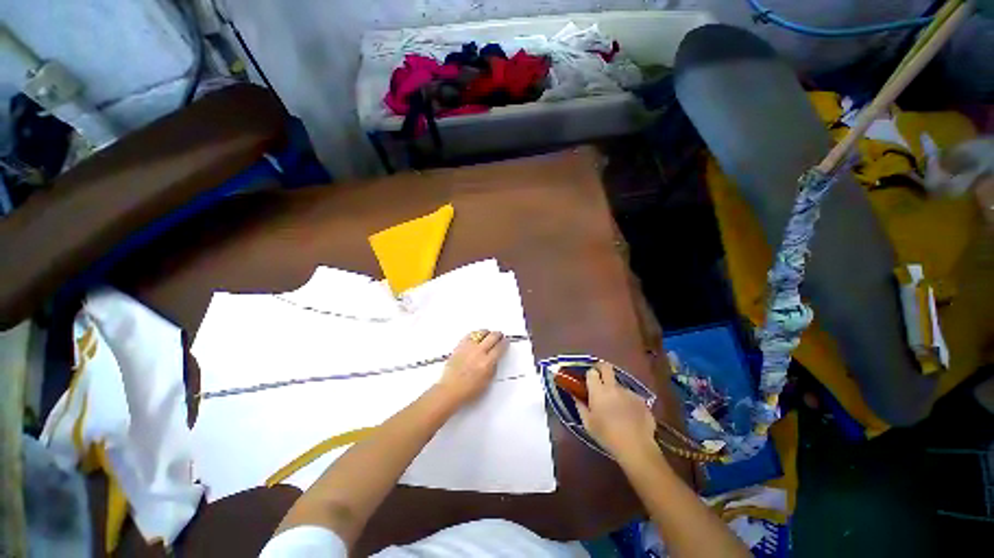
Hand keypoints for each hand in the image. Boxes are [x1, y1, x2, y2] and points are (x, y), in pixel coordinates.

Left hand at [436, 330, 507, 405]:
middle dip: (498, 335)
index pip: (500, 347)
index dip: (505, 343)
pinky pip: (469, 335)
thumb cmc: (467, 390)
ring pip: (481, 333)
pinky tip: (476, 336)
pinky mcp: (459, 346)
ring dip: (487, 333)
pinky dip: (475, 334)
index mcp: (487, 362)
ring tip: (489, 334)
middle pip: (492, 336)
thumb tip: (495, 359)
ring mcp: (468, 348)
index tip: (506, 341)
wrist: (450, 390)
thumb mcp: (487, 382)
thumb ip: (493, 368)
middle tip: (499, 335)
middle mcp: (478, 352)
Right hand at [576, 362, 658, 461]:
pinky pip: (631, 396)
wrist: (636, 447)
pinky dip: (628, 402)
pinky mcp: (641, 400)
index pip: (591, 372)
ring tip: (617, 408)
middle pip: (606, 367)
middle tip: (599, 378)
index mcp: (598, 391)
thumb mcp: (588, 424)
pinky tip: (629, 416)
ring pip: (619, 385)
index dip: (589, 375)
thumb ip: (580, 406)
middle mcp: (613, 387)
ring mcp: (629, 392)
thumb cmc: (607, 435)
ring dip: (615, 391)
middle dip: (601, 368)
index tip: (588, 382)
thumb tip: (575, 396)